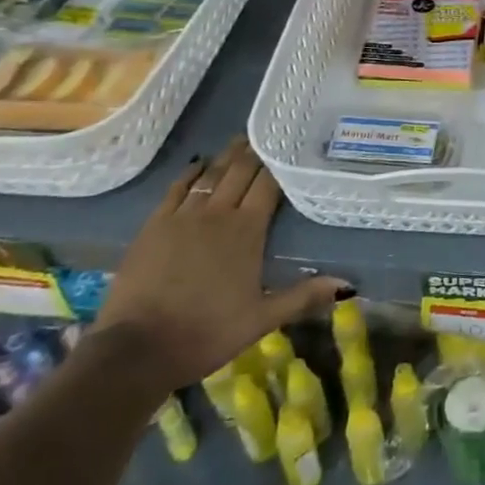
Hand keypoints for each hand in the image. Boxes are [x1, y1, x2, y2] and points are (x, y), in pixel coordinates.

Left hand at [95, 138, 348, 389]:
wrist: (137, 350)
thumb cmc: (206, 333)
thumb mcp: (261, 320)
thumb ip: (303, 296)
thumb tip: (348, 285)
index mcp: (247, 231)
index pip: (268, 184)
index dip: (280, 163)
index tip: (290, 146)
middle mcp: (218, 214)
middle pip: (240, 172)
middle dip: (255, 152)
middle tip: (266, 135)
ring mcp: (183, 216)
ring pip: (211, 174)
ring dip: (227, 156)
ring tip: (239, 141)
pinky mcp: (154, 225)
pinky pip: (177, 188)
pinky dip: (191, 172)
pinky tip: (198, 164)